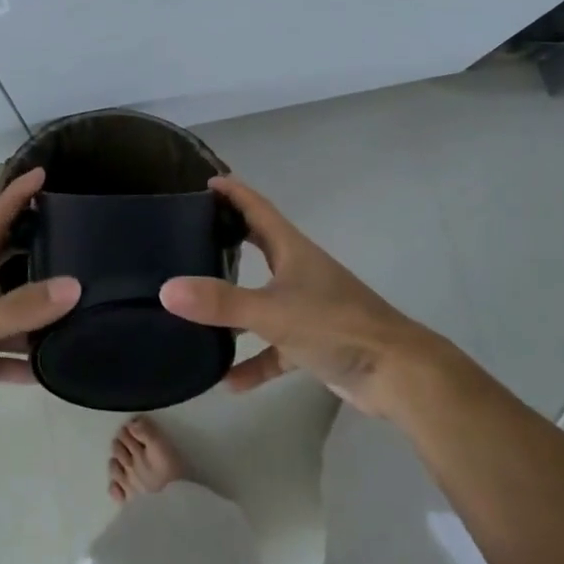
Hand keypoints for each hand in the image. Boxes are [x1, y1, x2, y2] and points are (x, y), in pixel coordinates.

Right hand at [159, 176, 451, 419]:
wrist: (396, 374)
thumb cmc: (336, 325)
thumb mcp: (272, 312)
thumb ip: (220, 302)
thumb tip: (167, 290)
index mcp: (292, 250)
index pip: (258, 209)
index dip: (233, 193)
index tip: (206, 182)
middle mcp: (299, 272)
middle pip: (259, 248)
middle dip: (229, 239)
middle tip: (190, 236)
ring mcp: (307, 308)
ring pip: (262, 301)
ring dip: (234, 308)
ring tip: (195, 310)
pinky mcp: (313, 343)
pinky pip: (274, 348)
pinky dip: (254, 361)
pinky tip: (228, 381)